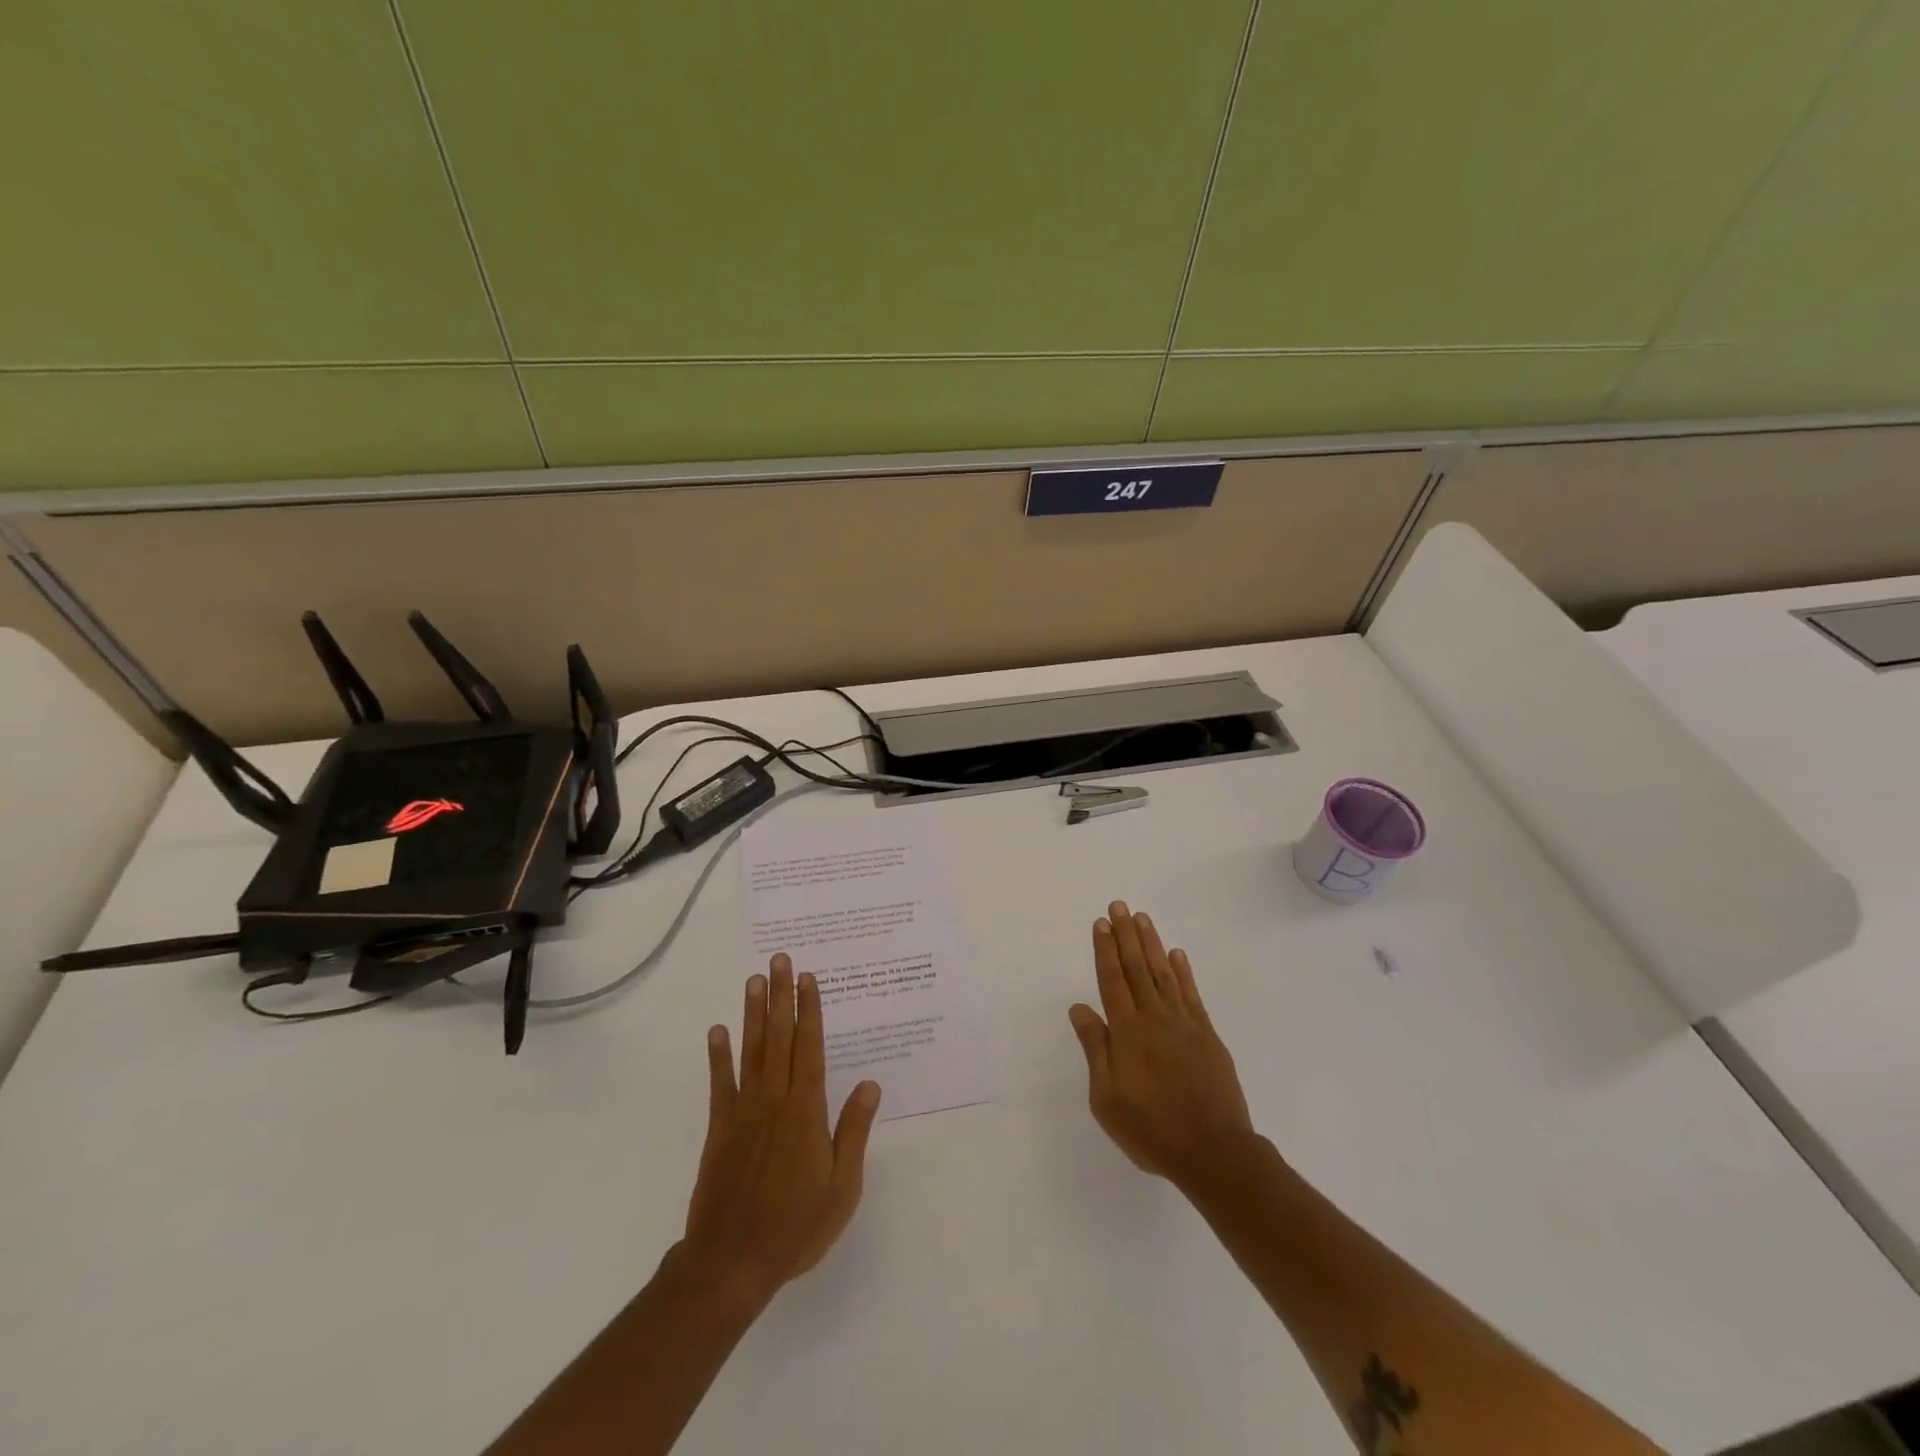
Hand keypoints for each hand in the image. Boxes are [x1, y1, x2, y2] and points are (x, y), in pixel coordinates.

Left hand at [682, 954, 881, 1305]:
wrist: (731, 1263)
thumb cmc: (796, 1226)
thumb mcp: (842, 1187)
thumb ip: (853, 1131)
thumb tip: (870, 1084)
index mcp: (806, 1112)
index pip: (810, 1048)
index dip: (810, 1011)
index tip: (809, 979)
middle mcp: (774, 1100)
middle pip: (780, 1038)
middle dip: (782, 996)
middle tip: (780, 960)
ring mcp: (743, 1112)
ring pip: (751, 1051)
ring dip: (754, 1013)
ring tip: (754, 980)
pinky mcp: (719, 1129)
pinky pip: (719, 1084)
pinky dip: (718, 1055)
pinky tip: (718, 1030)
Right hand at [1068, 902, 1254, 1185]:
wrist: (1213, 1151)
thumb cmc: (1151, 1130)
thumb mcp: (1107, 1099)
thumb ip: (1095, 1049)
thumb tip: (1080, 1008)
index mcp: (1127, 1032)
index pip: (1112, 980)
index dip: (1105, 950)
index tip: (1100, 923)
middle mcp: (1154, 1018)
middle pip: (1136, 968)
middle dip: (1125, 935)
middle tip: (1119, 906)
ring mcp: (1184, 1024)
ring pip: (1163, 974)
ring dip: (1151, 944)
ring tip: (1142, 918)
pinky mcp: (1207, 1035)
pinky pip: (1191, 994)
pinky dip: (1183, 972)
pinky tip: (1177, 954)